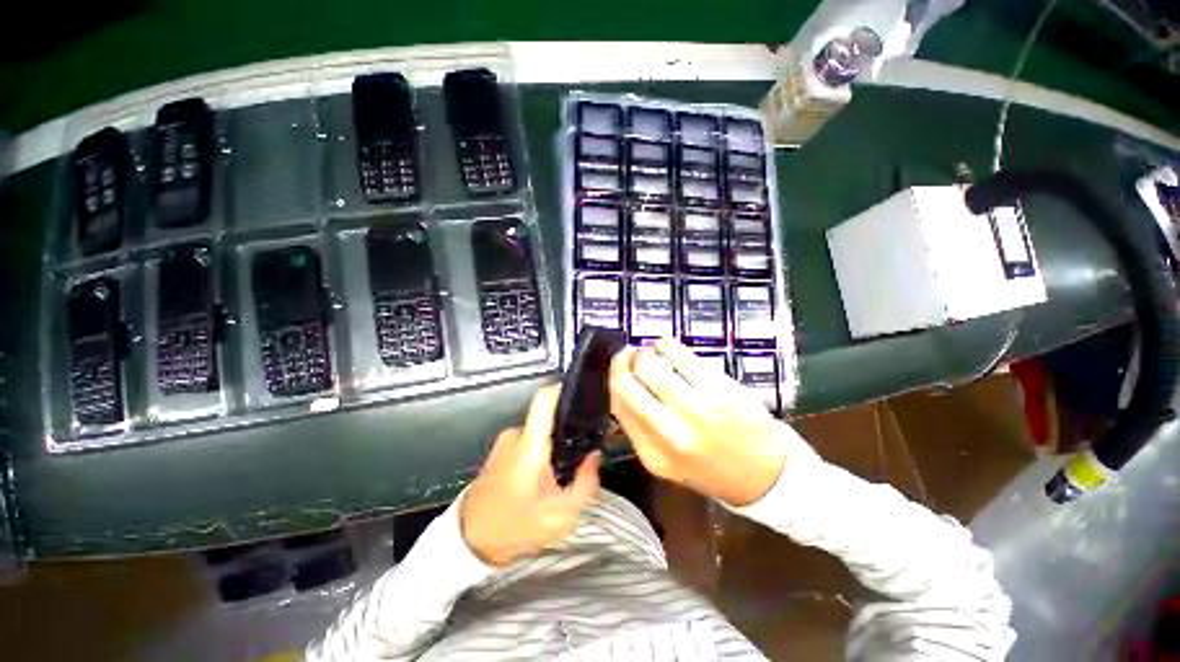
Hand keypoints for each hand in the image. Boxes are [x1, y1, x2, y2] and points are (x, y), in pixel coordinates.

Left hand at [460, 385, 600, 566]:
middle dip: (568, 431)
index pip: (544, 400)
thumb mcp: (561, 516)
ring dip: (554, 444)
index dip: (564, 389)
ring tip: (563, 469)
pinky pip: (529, 438)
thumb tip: (594, 456)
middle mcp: (516, 436)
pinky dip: (541, 449)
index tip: (584, 392)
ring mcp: (506, 440)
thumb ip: (585, 483)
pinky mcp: (501, 447)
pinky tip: (545, 473)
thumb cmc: (515, 528)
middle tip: (583, 451)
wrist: (471, 541)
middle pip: (549, 417)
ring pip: (541, 430)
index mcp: (530, 447)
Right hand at [609, 337, 794, 506]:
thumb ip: (641, 428)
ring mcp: (696, 411)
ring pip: (652, 368)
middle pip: (628, 385)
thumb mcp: (667, 461)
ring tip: (649, 350)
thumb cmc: (712, 468)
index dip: (613, 379)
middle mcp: (670, 434)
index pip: (618, 406)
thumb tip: (623, 385)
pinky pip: (684, 359)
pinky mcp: (720, 392)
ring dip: (645, 353)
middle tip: (628, 354)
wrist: (767, 477)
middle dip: (623, 363)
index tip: (618, 367)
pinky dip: (669, 347)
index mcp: (652, 455)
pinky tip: (667, 346)